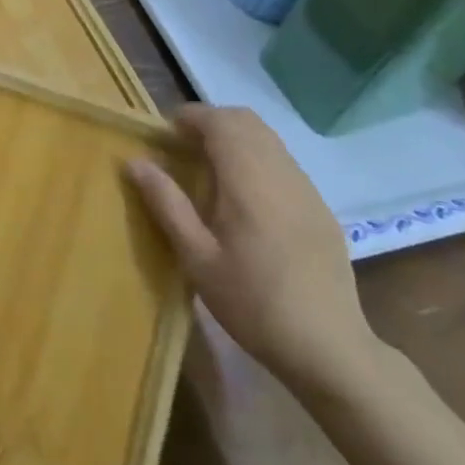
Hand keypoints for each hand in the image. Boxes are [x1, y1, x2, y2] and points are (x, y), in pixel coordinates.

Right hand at [127, 105, 376, 390]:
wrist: (328, 348)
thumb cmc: (252, 303)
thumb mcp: (197, 258)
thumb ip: (167, 203)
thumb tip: (136, 162)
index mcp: (249, 181)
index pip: (220, 122)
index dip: (190, 117)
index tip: (165, 133)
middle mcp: (282, 173)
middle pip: (247, 121)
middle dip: (212, 122)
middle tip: (182, 146)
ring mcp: (307, 190)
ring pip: (268, 139)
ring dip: (235, 138)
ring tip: (208, 168)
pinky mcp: (320, 208)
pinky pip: (284, 163)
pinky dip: (257, 159)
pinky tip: (244, 197)